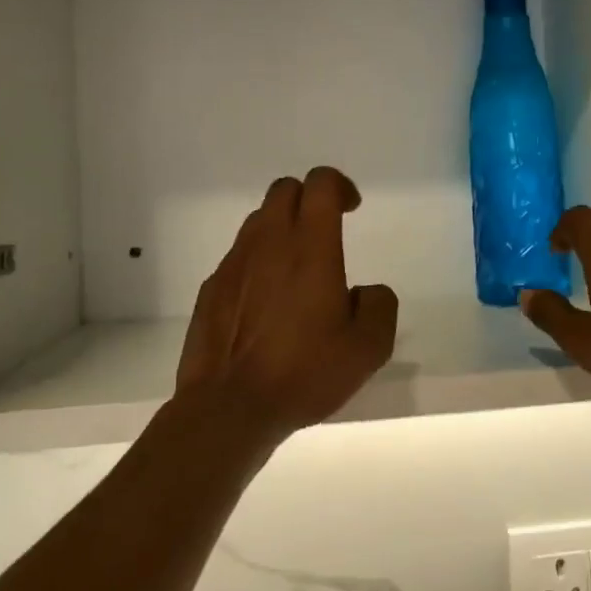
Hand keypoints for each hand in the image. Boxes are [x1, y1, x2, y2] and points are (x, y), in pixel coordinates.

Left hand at [174, 166, 398, 443]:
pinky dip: (258, 261)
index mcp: (310, 246)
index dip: (339, 186)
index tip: (351, 208)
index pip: (320, 183)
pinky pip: (239, 256)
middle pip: (284, 190)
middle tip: (326, 231)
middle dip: (308, 199)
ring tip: (297, 268)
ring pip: (258, 221)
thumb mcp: (367, 348)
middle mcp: (268, 242)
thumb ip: (378, 305)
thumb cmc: (304, 373)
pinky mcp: (212, 287)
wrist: (229, 407)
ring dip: (281, 228)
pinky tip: (267, 301)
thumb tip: (365, 291)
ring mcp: (234, 263)